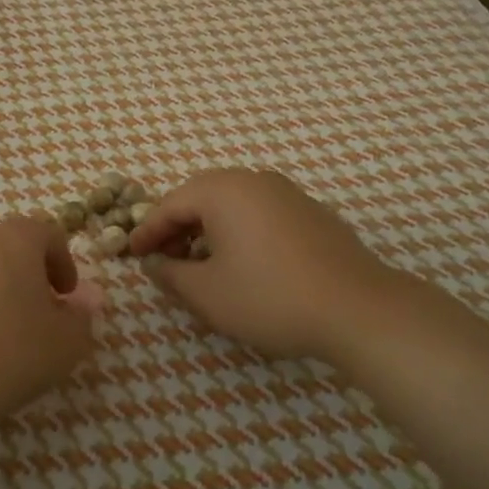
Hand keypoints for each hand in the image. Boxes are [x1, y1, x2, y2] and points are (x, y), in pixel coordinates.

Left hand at [0, 218, 95, 446]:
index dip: (62, 263)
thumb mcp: (66, 345)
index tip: (65, 296)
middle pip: (4, 245)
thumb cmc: (8, 357)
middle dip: (21, 272)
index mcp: (14, 239)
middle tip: (29, 313)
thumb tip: (84, 300)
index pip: (48, 234)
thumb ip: (81, 316)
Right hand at [130, 168, 394, 361]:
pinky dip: (239, 232)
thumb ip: (170, 275)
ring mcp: (288, 193)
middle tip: (163, 259)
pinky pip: (260, 214)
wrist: (358, 309)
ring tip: (200, 264)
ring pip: (233, 205)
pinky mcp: (311, 213)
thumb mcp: (207, 293)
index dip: (147, 232)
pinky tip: (242, 264)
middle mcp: (254, 180)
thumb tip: (154, 264)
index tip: (131, 256)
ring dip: (208, 230)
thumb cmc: (269, 297)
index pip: (170, 205)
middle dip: (177, 228)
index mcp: (223, 190)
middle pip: (201, 197)